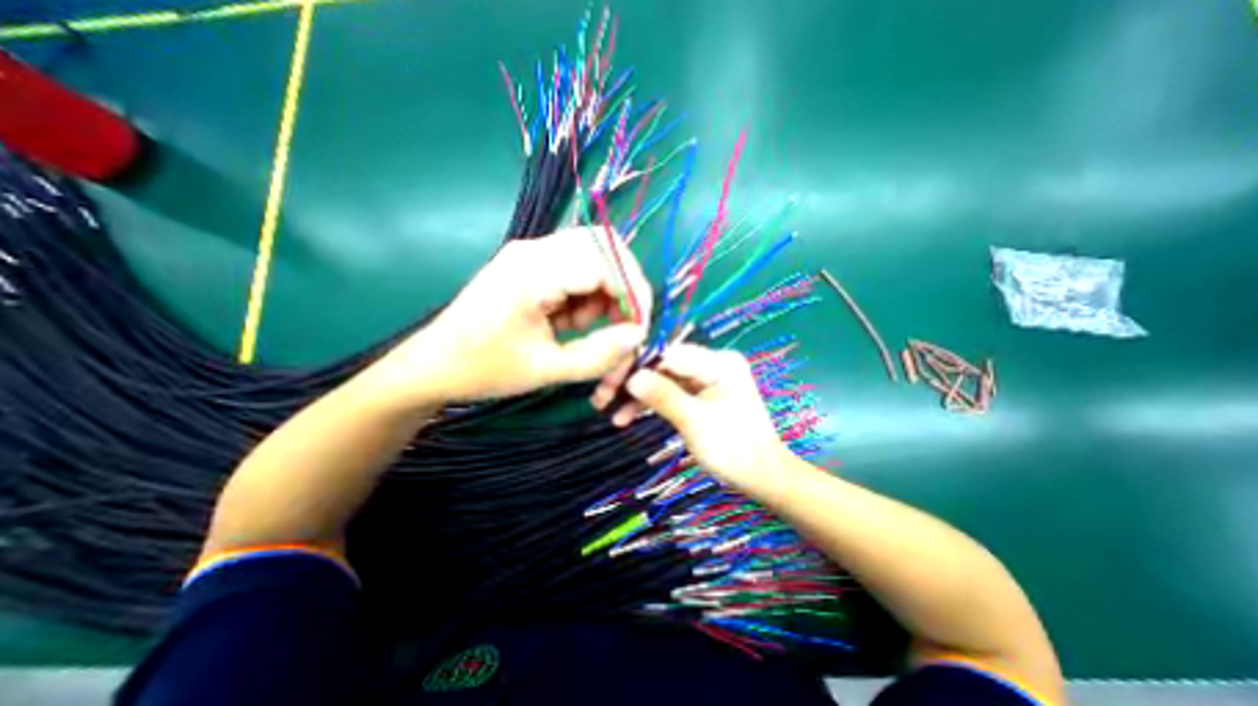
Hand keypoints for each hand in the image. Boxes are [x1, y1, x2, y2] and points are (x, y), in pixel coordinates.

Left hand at [371, 223, 652, 405]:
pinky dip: (587, 296)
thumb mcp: (546, 370)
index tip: (640, 331)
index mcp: (534, 272)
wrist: (432, 365)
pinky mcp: (531, 265)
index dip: (633, 295)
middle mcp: (535, 249)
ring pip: (595, 257)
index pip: (607, 263)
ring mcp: (532, 254)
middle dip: (624, 288)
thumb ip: (598, 355)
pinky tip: (571, 322)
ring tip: (588, 330)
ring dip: (605, 294)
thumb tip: (639, 335)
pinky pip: (577, 269)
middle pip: (605, 247)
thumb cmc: (483, 369)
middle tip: (623, 325)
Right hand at [596, 346, 787, 494]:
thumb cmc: (735, 450)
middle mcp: (712, 363)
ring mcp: (705, 379)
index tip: (608, 379)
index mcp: (719, 362)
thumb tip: (631, 378)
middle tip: (602, 397)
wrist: (761, 477)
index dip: (636, 363)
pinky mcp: (698, 394)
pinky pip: (669, 392)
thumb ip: (663, 396)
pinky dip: (650, 403)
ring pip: (662, 379)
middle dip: (633, 380)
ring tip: (609, 411)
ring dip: (637, 394)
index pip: (669, 353)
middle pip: (662, 364)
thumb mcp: (695, 422)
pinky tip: (626, 416)